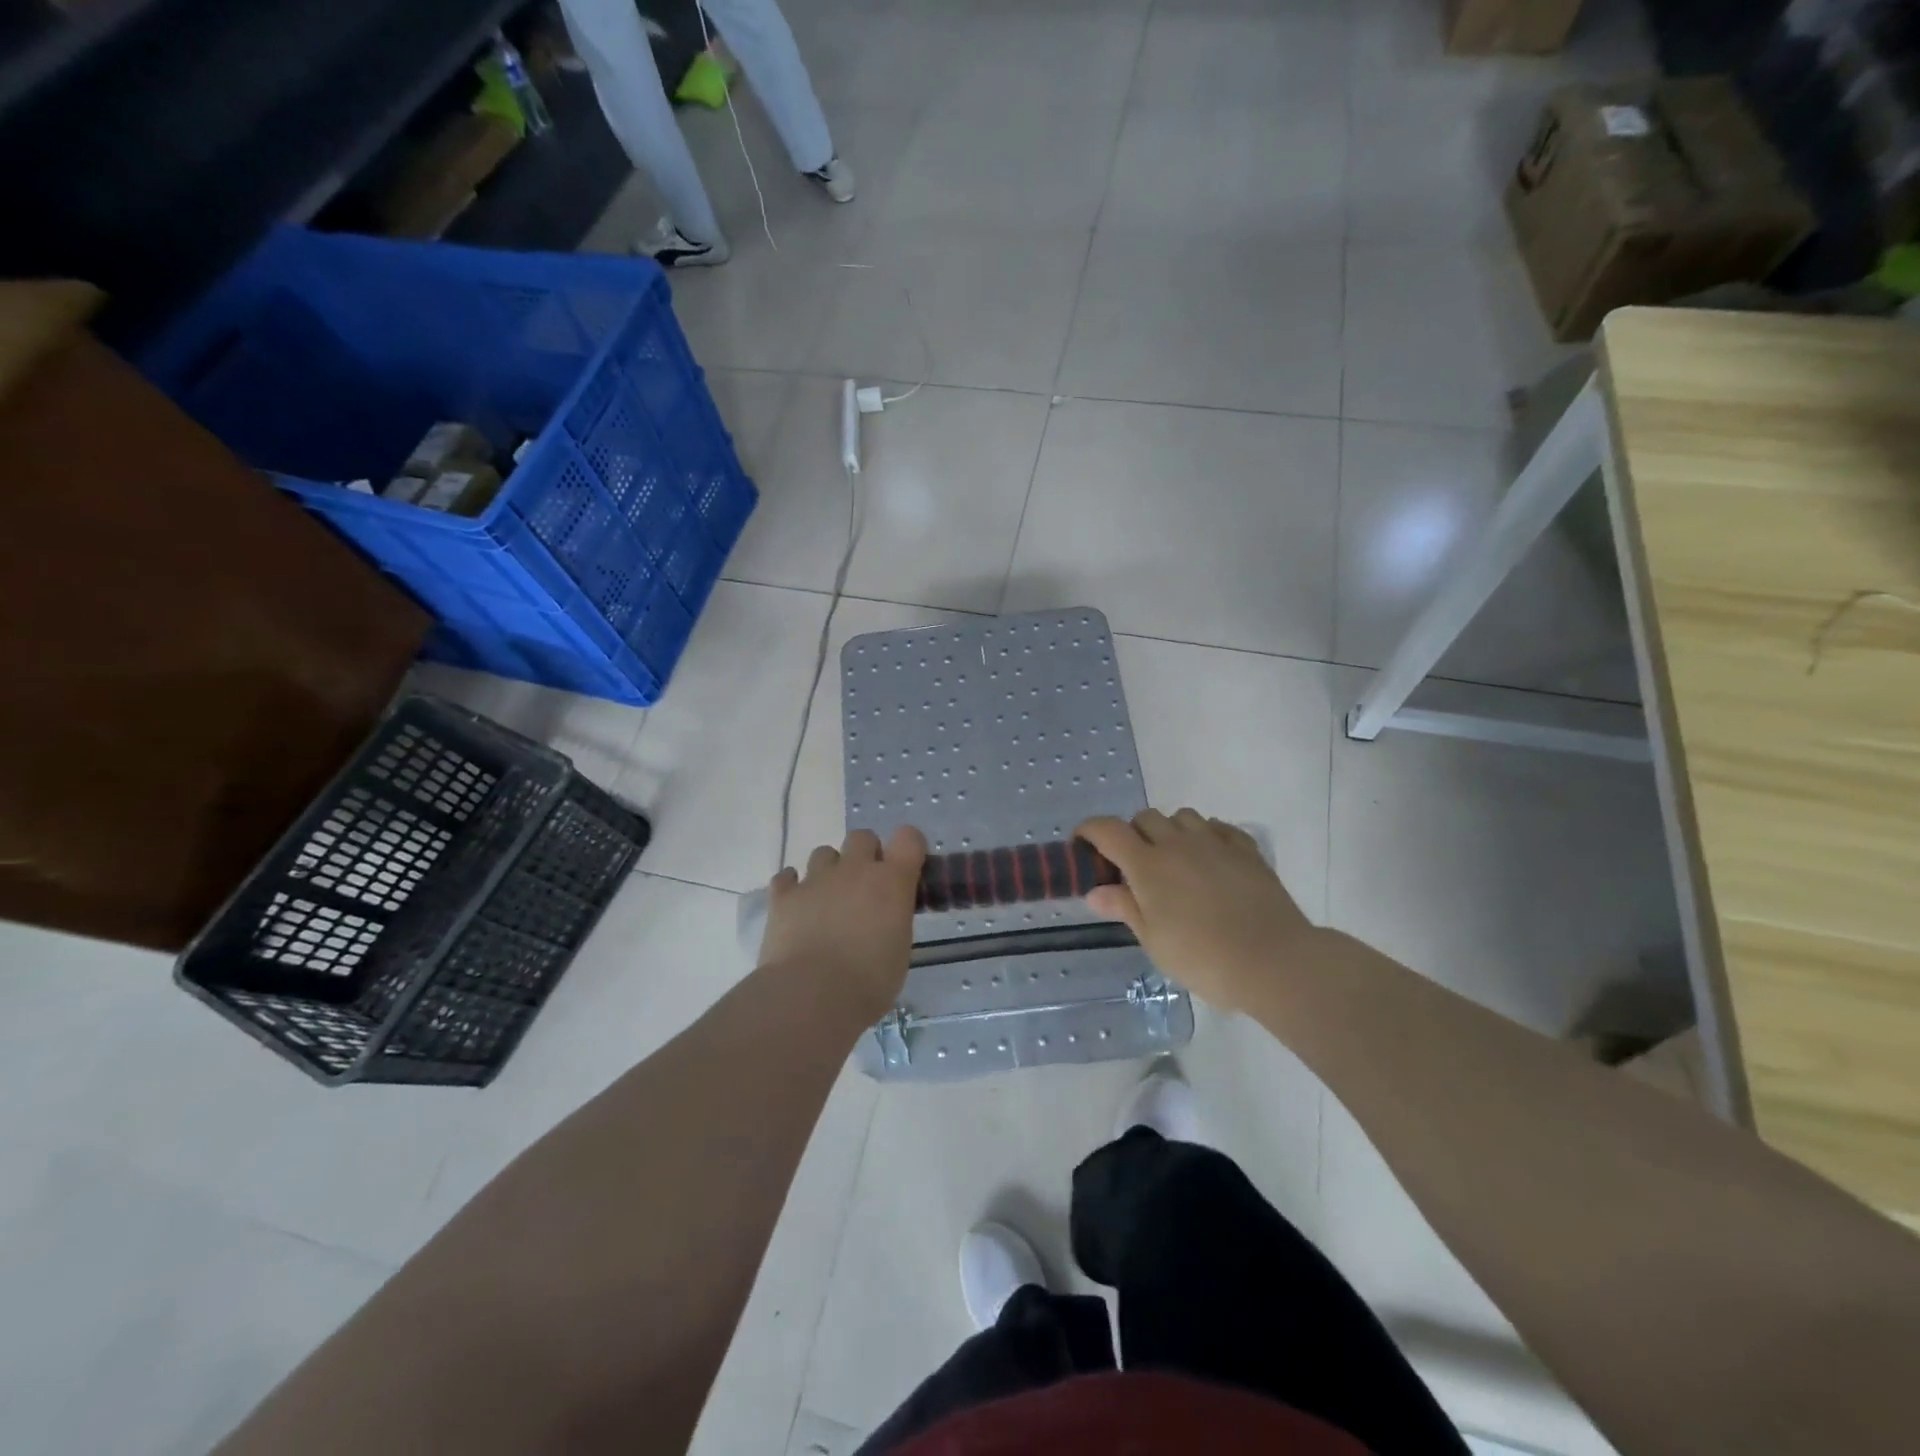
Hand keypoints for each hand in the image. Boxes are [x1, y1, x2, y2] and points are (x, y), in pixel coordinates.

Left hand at [759, 826, 927, 1017]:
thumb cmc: (869, 981)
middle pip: (862, 837)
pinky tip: (796, 907)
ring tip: (828, 900)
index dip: (909, 846)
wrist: (812, 994)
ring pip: (824, 853)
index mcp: (891, 881)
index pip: (908, 838)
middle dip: (866, 854)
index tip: (907, 866)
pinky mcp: (784, 895)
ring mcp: (816, 879)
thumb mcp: (899, 950)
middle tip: (865, 887)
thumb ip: (893, 920)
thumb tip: (884, 920)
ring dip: (829, 870)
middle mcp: (854, 869)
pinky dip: (792, 887)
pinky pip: (786, 878)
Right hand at [1076, 809, 1315, 1013]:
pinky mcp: (1246, 849)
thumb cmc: (1203, 957)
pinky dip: (1205, 835)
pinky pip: (1217, 827)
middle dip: (1132, 834)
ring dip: (1169, 831)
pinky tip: (1209, 859)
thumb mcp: (1154, 940)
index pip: (1107, 830)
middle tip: (1134, 868)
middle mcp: (1177, 843)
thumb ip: (1125, 908)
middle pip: (1144, 818)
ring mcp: (1215, 842)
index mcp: (1147, 864)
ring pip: (1182, 817)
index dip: (1088, 832)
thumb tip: (1096, 891)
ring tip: (1174, 862)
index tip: (1082, 847)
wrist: (1274, 960)